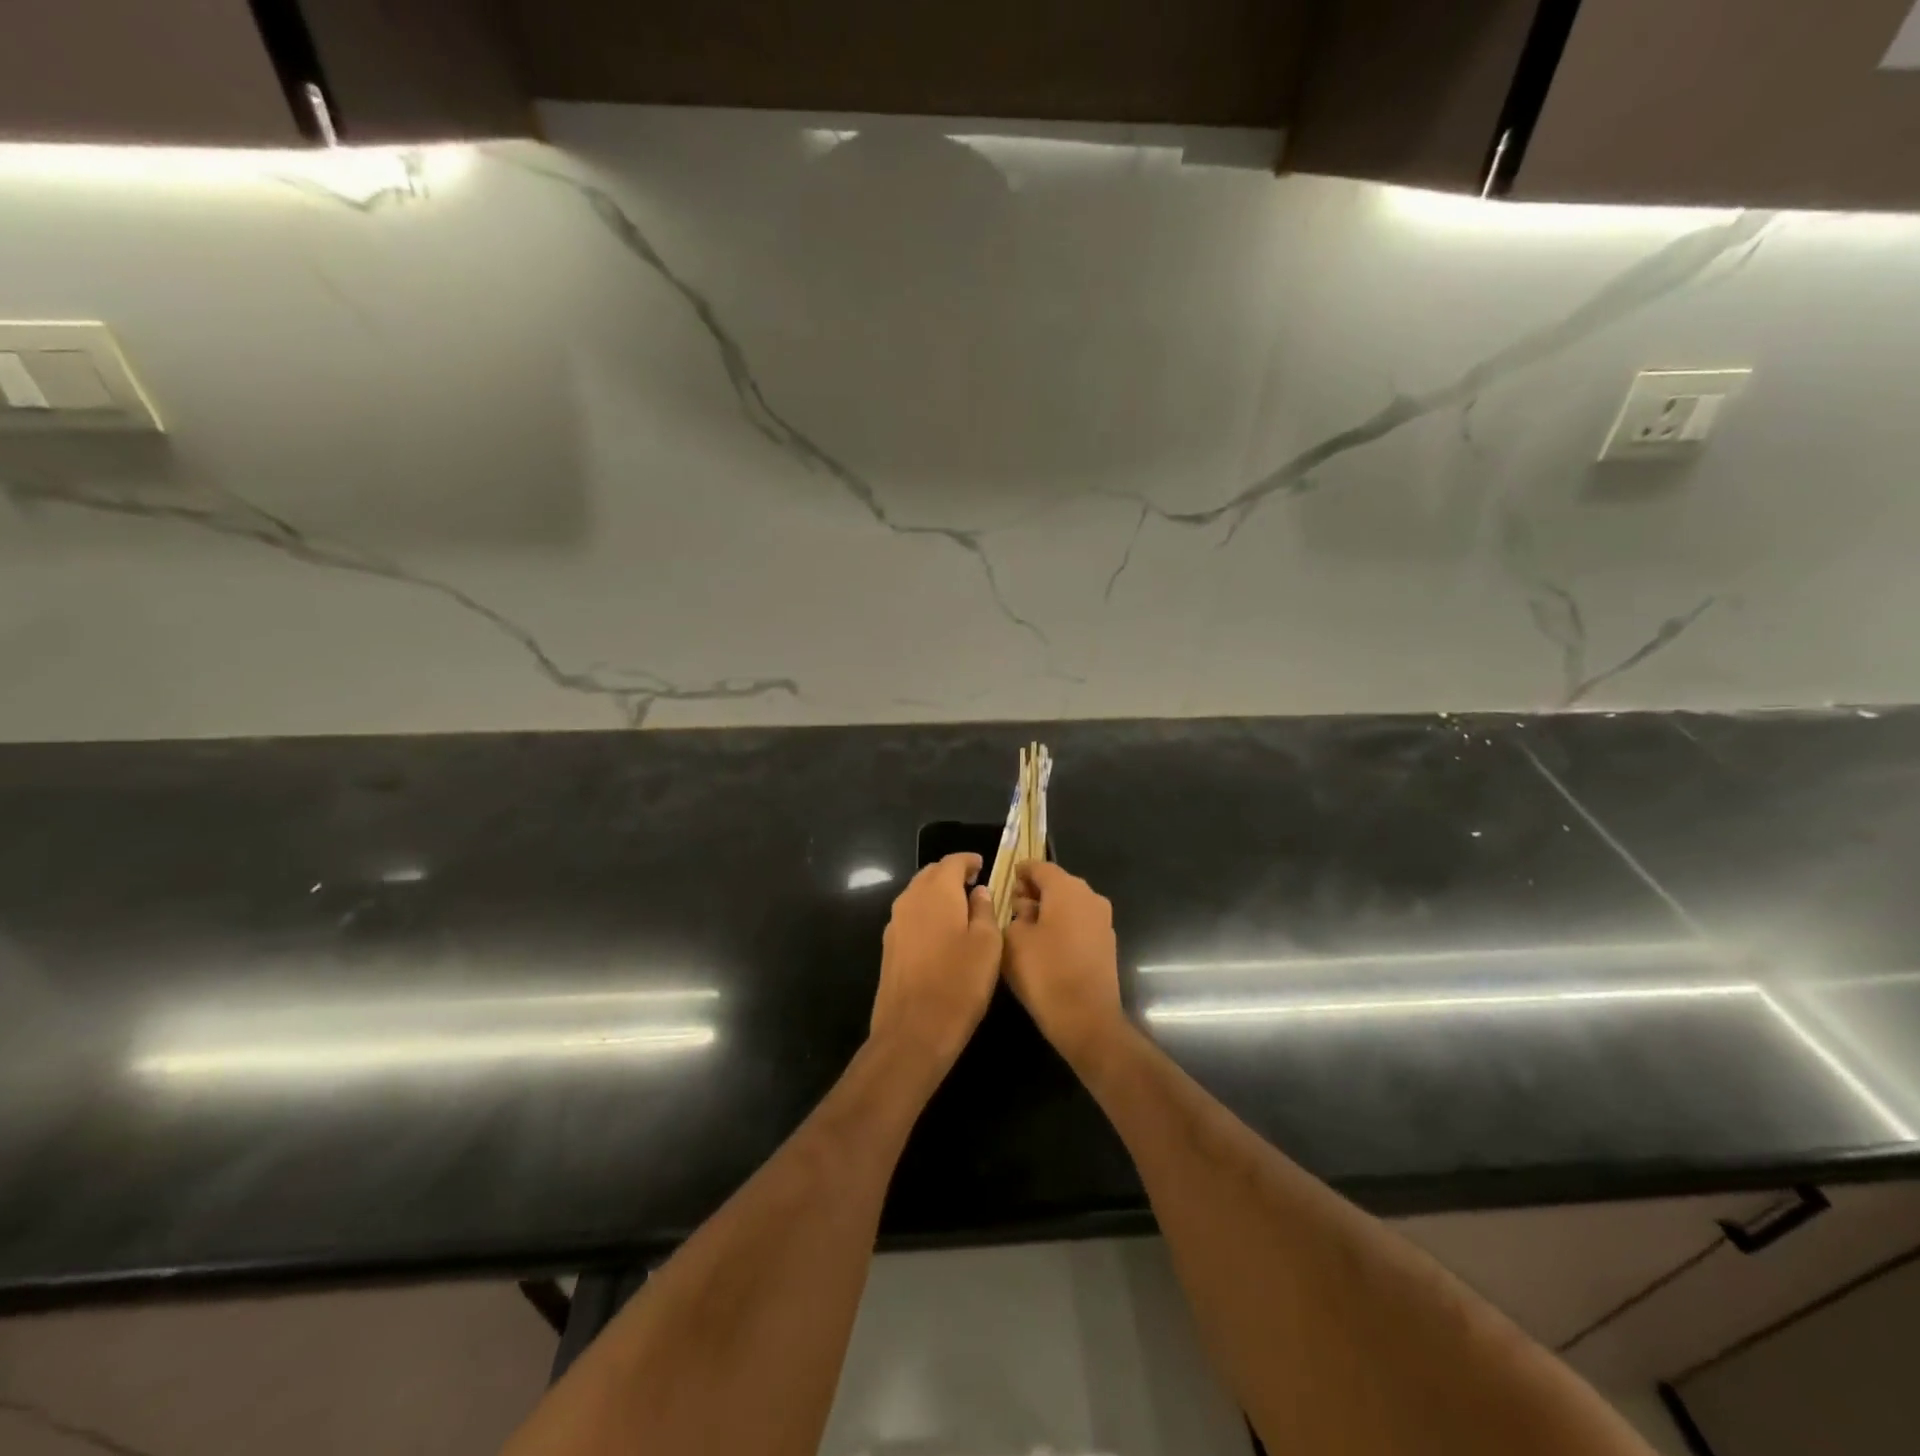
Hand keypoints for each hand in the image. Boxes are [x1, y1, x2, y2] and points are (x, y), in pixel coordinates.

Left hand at [870, 853, 1000, 1072]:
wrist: (913, 1031)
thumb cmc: (959, 983)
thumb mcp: (987, 944)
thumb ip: (984, 910)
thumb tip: (979, 892)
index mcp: (936, 892)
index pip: (952, 861)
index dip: (969, 861)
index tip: (983, 866)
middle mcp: (910, 899)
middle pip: (931, 874)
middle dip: (951, 875)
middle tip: (974, 886)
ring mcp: (895, 924)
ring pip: (918, 895)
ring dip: (937, 895)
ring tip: (961, 909)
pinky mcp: (889, 947)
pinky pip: (910, 917)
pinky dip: (926, 915)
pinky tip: (941, 935)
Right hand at [1003, 862, 1126, 1069]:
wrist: (1087, 1019)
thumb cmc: (1045, 972)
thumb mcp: (1014, 940)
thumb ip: (1015, 914)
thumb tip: (1024, 908)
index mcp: (1067, 888)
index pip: (1040, 867)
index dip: (1021, 871)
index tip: (1006, 880)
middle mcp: (1090, 896)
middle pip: (1057, 883)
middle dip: (1034, 891)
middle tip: (1011, 906)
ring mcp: (1102, 920)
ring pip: (1070, 903)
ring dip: (1049, 909)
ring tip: (1025, 927)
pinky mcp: (1106, 943)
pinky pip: (1080, 922)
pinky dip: (1063, 925)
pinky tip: (1045, 944)